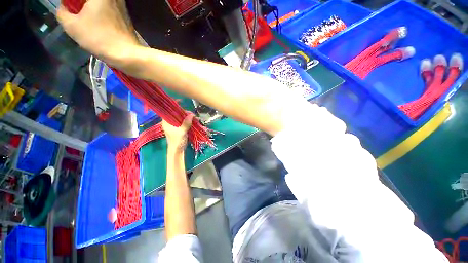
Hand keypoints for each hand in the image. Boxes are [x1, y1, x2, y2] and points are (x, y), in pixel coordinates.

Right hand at [57, 0, 138, 64]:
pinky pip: (109, 6)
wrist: (127, 54)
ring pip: (100, 2)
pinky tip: (96, 20)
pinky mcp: (126, 15)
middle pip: (91, 0)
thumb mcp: (72, 25)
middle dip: (80, 4)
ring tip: (82, 15)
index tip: (68, 8)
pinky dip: (100, 9)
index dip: (72, 2)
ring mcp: (121, 5)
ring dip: (89, 6)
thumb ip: (62, 12)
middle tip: (73, 11)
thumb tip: (62, 7)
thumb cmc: (98, 38)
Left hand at [162, 114, 193, 152]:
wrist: (178, 150)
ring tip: (195, 118)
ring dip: (188, 118)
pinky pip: (184, 122)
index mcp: (166, 122)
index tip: (186, 111)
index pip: (171, 112)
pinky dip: (189, 121)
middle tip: (193, 116)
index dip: (178, 110)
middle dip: (186, 114)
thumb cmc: (177, 141)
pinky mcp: (180, 128)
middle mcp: (170, 122)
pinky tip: (194, 121)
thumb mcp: (182, 131)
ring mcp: (175, 125)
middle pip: (177, 114)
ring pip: (182, 118)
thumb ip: (186, 123)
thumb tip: (191, 114)